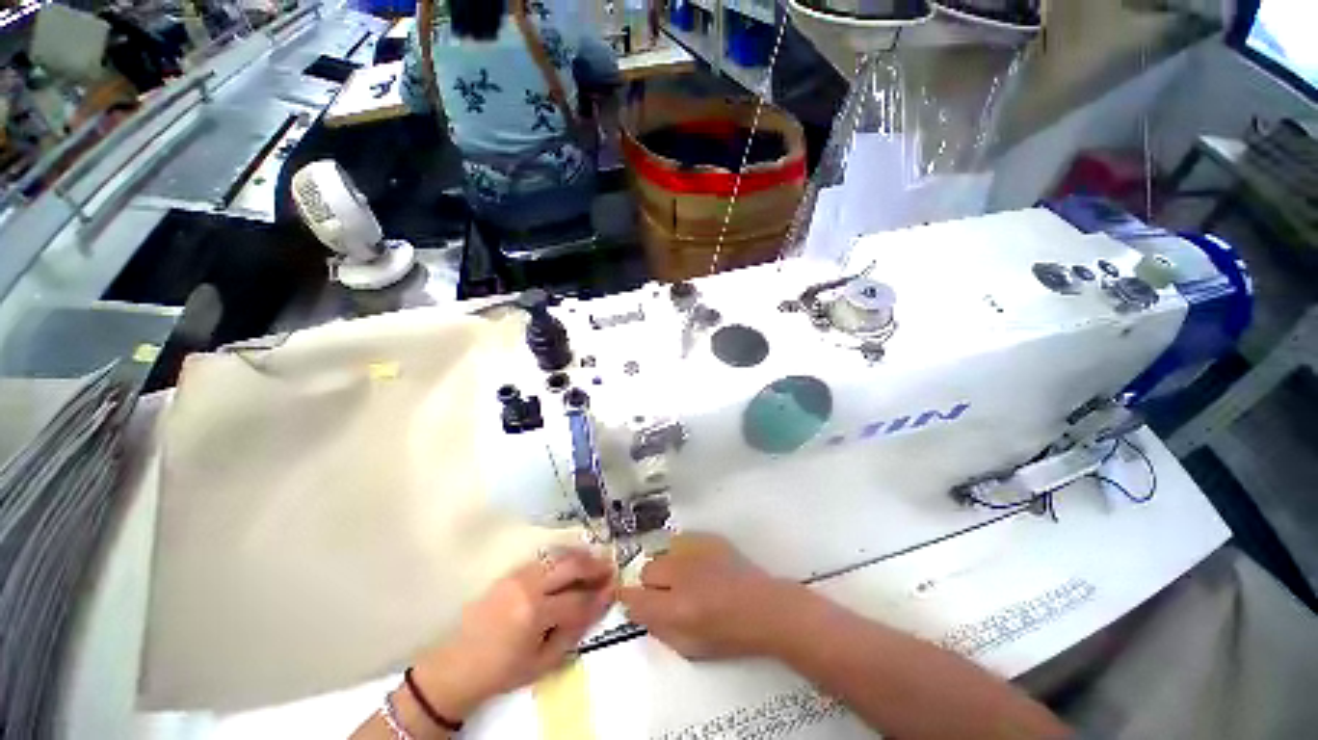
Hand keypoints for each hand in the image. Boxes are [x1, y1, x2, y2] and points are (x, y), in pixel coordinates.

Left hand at [411, 548, 615, 719]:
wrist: (457, 666)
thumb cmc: (502, 671)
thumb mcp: (543, 662)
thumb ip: (573, 632)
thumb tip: (598, 605)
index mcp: (535, 613)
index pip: (578, 599)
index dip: (599, 595)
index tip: (615, 589)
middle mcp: (528, 586)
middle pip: (570, 566)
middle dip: (594, 565)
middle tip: (610, 568)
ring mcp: (518, 574)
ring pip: (558, 555)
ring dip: (580, 556)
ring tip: (596, 561)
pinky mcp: (511, 571)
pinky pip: (544, 558)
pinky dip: (563, 557)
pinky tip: (572, 562)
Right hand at [619, 533, 800, 659]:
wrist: (764, 608)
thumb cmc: (730, 635)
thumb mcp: (690, 648)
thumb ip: (660, 630)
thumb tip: (639, 612)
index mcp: (676, 608)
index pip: (635, 598)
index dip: (629, 600)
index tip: (631, 600)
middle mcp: (681, 575)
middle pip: (647, 570)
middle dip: (651, 584)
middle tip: (666, 594)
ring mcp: (695, 552)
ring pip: (663, 553)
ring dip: (667, 567)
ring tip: (684, 578)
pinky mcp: (707, 539)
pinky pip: (681, 541)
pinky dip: (682, 553)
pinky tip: (696, 565)